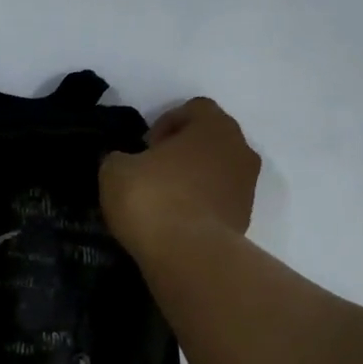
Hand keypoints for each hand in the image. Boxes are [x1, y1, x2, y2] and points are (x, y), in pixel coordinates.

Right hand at [99, 97, 260, 259]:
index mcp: (214, 126)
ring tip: (163, 199)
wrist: (188, 255)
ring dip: (194, 179)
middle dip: (183, 151)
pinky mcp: (245, 219)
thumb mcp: (115, 170)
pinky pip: (219, 201)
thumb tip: (125, 162)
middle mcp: (240, 150)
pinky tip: (175, 222)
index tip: (145, 146)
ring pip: (218, 171)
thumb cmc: (153, 198)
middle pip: (210, 139)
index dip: (166, 122)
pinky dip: (200, 205)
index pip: (195, 108)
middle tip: (153, 170)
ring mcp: (248, 187)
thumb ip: (121, 157)